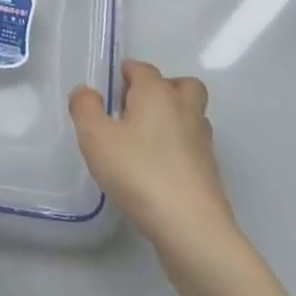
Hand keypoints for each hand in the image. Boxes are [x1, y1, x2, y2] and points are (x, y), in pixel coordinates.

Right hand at [70, 61, 240, 256]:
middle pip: (180, 85)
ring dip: (173, 116)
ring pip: (191, 113)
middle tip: (135, 109)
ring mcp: (203, 140)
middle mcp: (184, 109)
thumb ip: (85, 108)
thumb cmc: (138, 172)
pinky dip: (179, 145)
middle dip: (160, 89)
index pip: (143, 69)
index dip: (125, 74)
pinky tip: (158, 166)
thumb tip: (87, 92)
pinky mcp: (210, 169)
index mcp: (157, 93)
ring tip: (145, 138)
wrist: (190, 226)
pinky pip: (193, 143)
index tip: (109, 91)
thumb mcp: (95, 137)